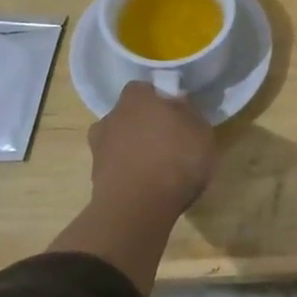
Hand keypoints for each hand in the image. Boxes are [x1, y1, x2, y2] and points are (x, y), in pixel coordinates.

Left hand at [51, 82, 216, 294]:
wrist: (138, 207)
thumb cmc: (175, 158)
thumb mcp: (201, 131)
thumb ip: (188, 113)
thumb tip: (178, 103)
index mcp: (137, 99)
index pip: (143, 89)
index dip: (158, 98)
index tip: (174, 112)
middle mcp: (112, 117)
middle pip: (128, 115)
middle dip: (143, 124)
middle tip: (167, 139)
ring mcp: (99, 149)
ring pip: (119, 141)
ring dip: (133, 149)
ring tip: (156, 166)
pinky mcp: (95, 179)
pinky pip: (116, 167)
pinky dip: (129, 172)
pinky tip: (147, 185)